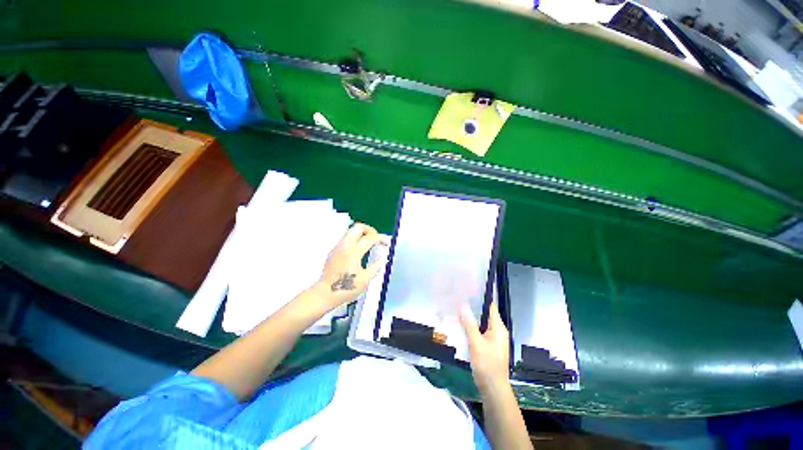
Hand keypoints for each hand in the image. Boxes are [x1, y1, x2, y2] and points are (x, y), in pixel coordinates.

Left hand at [313, 223, 384, 310]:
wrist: (324, 294)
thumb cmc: (346, 288)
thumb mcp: (365, 280)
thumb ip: (376, 267)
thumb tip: (383, 259)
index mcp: (354, 252)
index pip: (370, 238)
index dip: (380, 238)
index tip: (386, 243)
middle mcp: (345, 245)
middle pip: (358, 227)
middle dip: (370, 230)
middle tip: (376, 239)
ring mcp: (337, 247)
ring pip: (350, 231)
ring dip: (361, 234)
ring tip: (368, 244)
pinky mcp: (333, 251)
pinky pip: (345, 239)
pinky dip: (354, 240)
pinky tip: (357, 252)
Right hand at [459, 301, 509, 391]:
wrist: (493, 388)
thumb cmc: (487, 364)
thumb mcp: (476, 343)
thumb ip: (469, 324)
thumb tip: (462, 305)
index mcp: (498, 327)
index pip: (491, 306)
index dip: (482, 296)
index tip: (470, 288)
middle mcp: (498, 331)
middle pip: (486, 313)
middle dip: (474, 305)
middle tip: (460, 296)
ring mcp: (494, 338)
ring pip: (482, 322)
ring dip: (472, 316)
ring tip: (459, 307)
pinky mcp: (489, 345)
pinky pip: (481, 330)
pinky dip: (473, 326)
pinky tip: (462, 324)